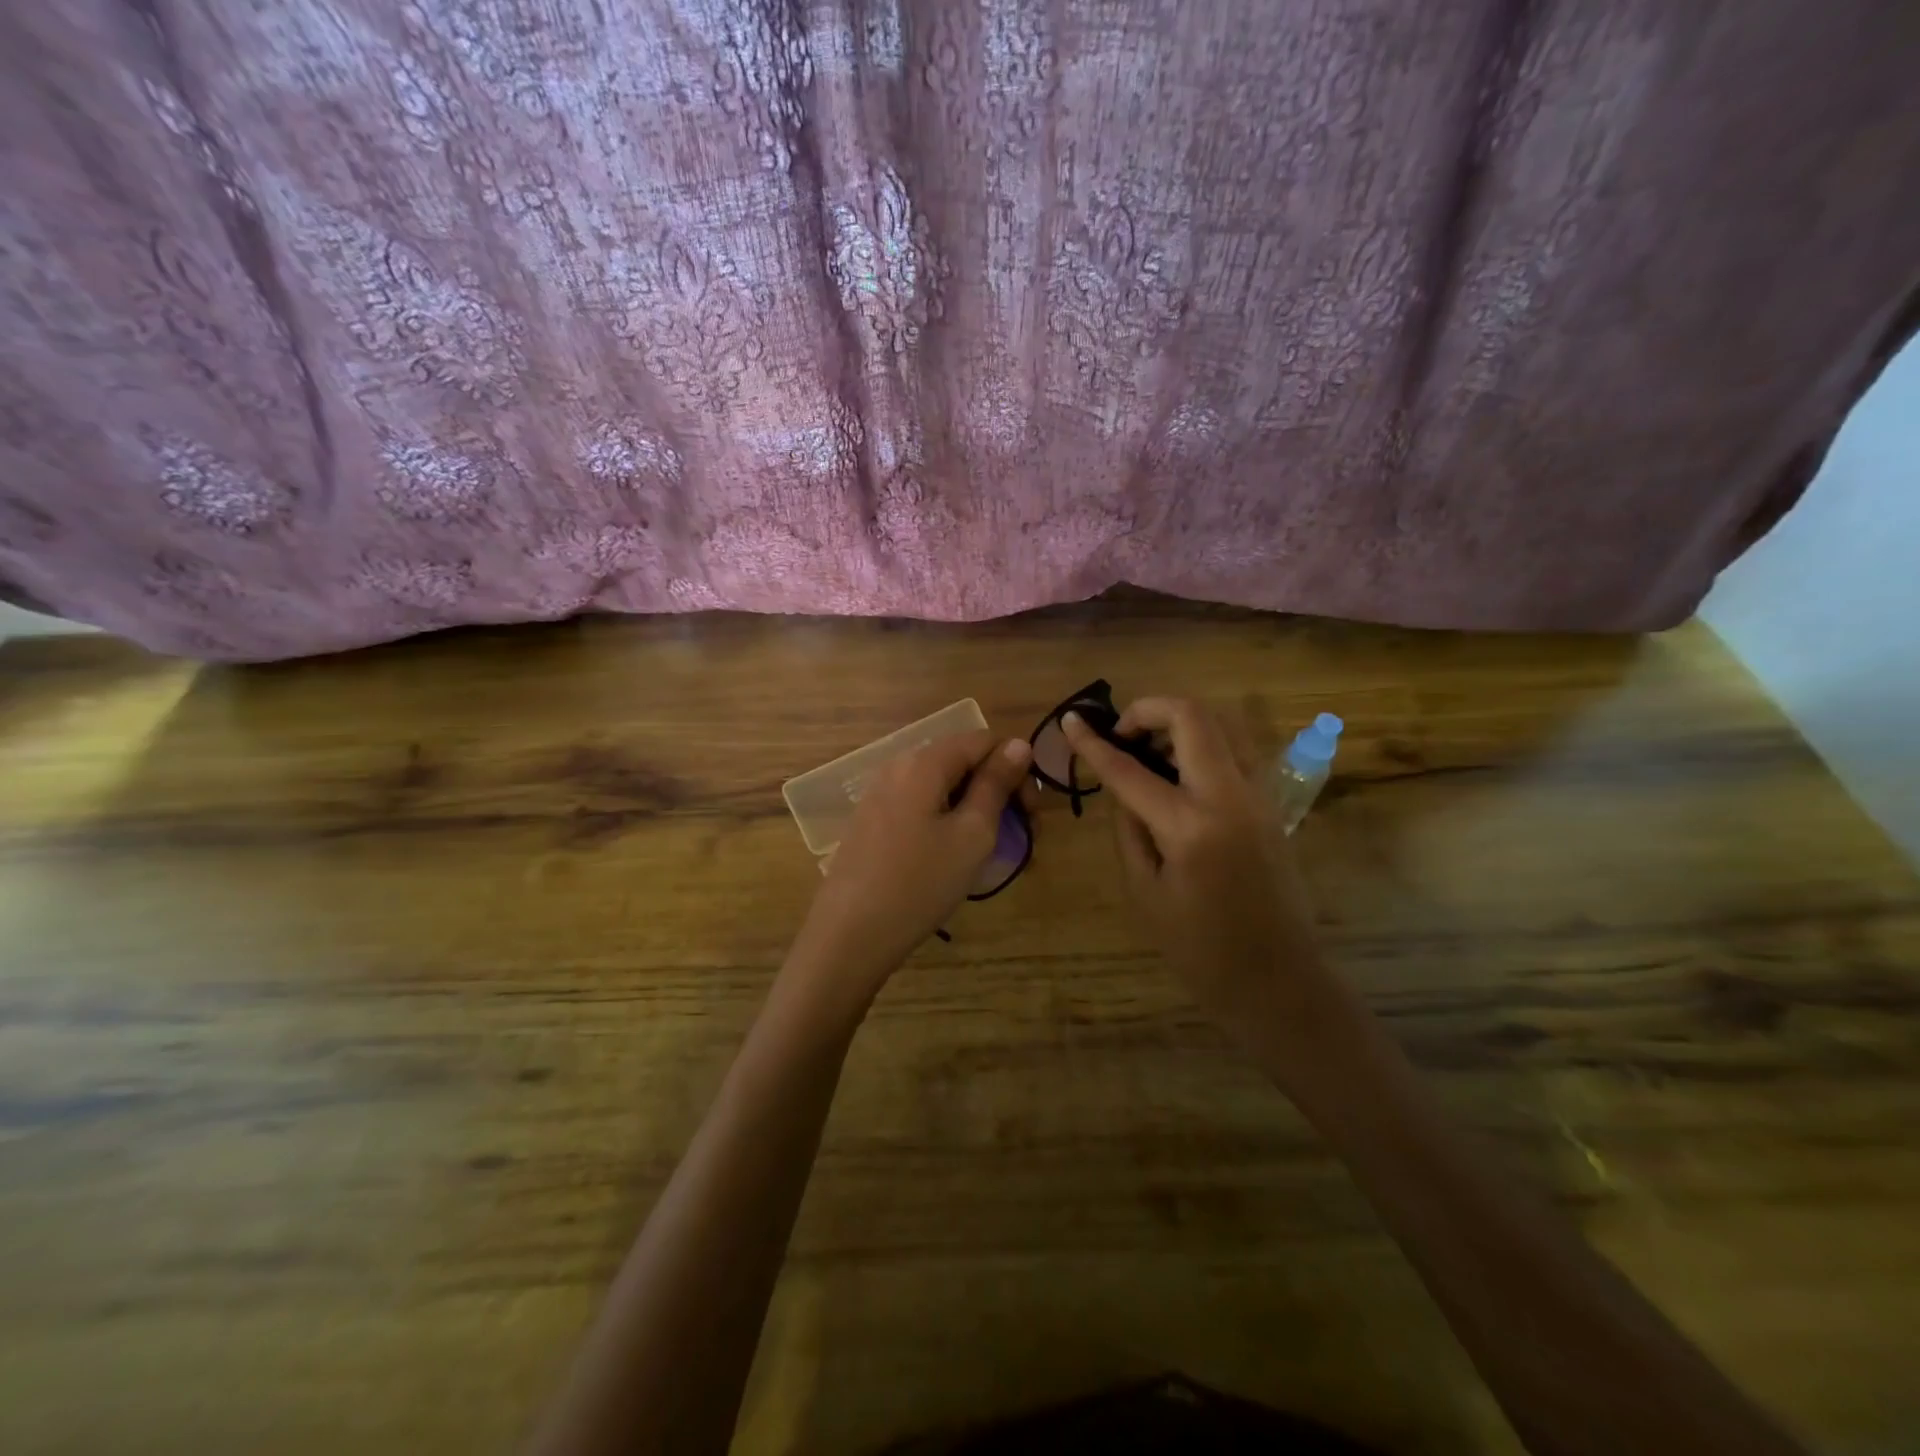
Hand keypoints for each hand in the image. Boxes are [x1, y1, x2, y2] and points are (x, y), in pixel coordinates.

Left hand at [787, 732, 1031, 1016]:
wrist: (850, 935)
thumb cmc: (920, 882)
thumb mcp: (972, 834)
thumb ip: (996, 784)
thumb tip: (1019, 744)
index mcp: (924, 762)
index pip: (983, 741)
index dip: (1016, 769)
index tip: (1031, 814)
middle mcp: (898, 766)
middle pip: (961, 761)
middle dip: (998, 790)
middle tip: (1021, 836)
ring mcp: (880, 794)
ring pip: (942, 787)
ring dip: (974, 808)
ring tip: (990, 850)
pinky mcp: (871, 821)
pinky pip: (920, 806)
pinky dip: (946, 820)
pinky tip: (952, 856)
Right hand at [1062, 699, 1343, 1058]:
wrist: (1279, 979)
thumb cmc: (1200, 949)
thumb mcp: (1145, 893)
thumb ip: (1129, 831)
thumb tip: (1125, 791)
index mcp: (1189, 826)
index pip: (1129, 769)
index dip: (1093, 743)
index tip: (1069, 721)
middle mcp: (1229, 796)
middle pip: (1192, 717)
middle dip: (1148, 709)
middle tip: (1120, 733)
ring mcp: (1259, 795)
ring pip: (1222, 724)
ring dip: (1180, 723)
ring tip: (1150, 750)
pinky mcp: (1272, 804)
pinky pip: (1236, 751)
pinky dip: (1204, 744)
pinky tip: (1181, 773)